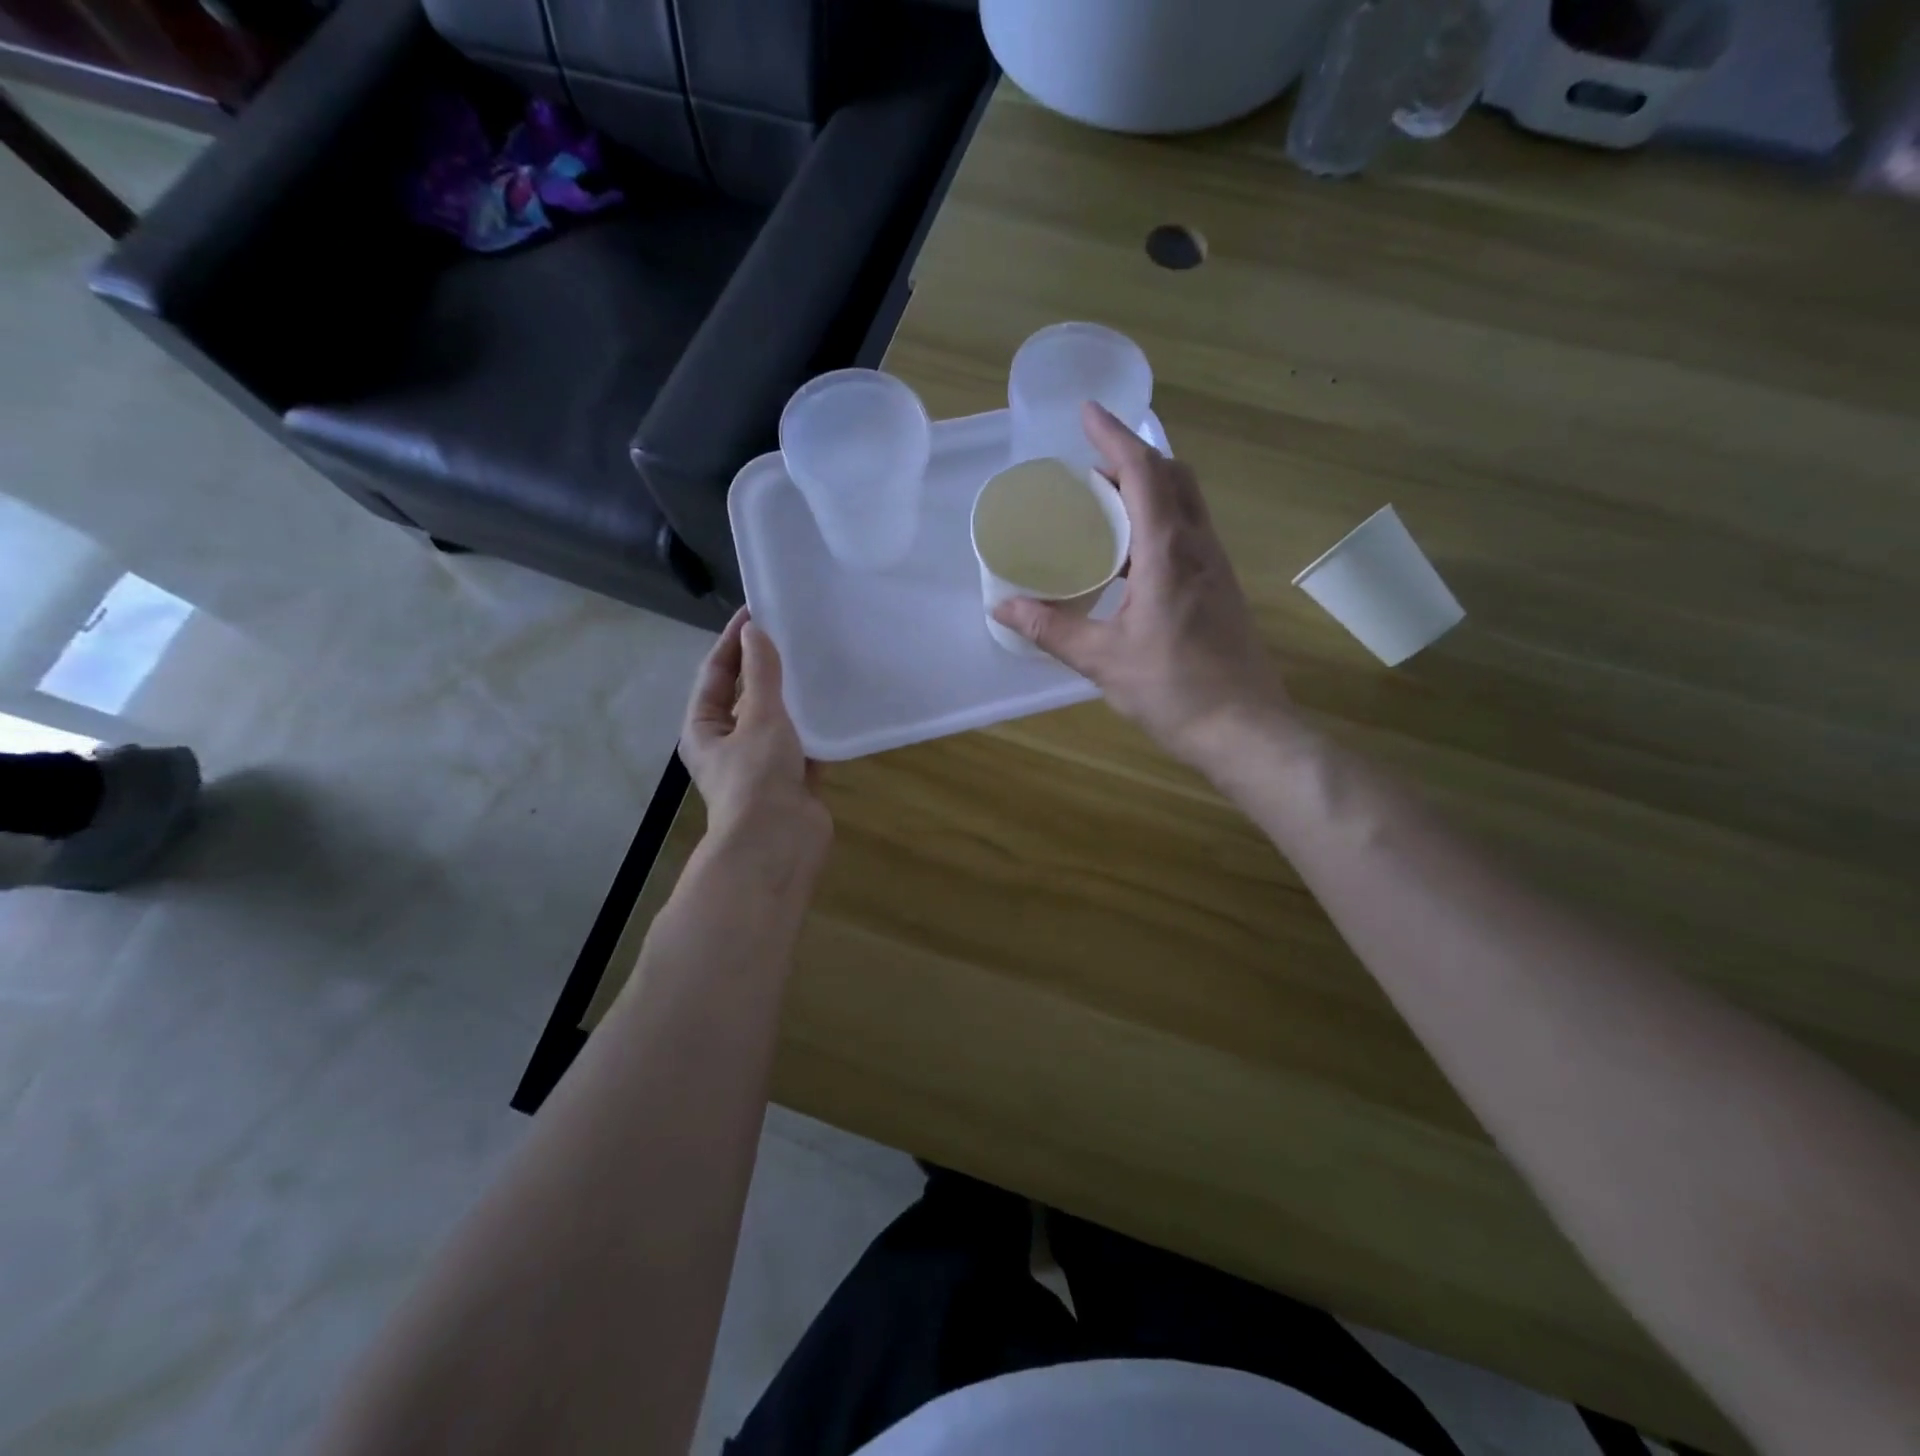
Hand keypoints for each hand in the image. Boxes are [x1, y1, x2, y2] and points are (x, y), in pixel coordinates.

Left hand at [681, 609, 830, 871]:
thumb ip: (761, 675)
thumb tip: (756, 632)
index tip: (757, 611)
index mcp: (705, 729)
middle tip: (792, 633)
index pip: (716, 673)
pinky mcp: (792, 780)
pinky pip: (803, 745)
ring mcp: (761, 764)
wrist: (779, 844)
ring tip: (816, 662)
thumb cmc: (758, 777)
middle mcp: (728, 744)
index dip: (734, 641)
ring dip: (792, 697)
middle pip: (745, 696)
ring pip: (777, 720)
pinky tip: (834, 706)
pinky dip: (815, 728)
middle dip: (765, 667)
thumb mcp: (760, 718)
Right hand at [993, 403, 1295, 773]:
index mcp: (1167, 552)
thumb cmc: (1173, 690)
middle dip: (1131, 458)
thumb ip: (1051, 629)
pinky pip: (1188, 534)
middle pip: (1172, 476)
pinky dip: (1157, 523)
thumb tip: (1003, 611)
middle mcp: (1198, 547)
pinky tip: (1130, 559)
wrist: (1244, 728)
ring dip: (1147, 490)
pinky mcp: (1221, 589)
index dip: (1114, 435)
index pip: (1143, 472)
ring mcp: (1216, 567)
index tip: (1086, 412)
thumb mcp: (1102, 660)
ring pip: (1185, 504)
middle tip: (1089, 470)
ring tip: (1102, 507)